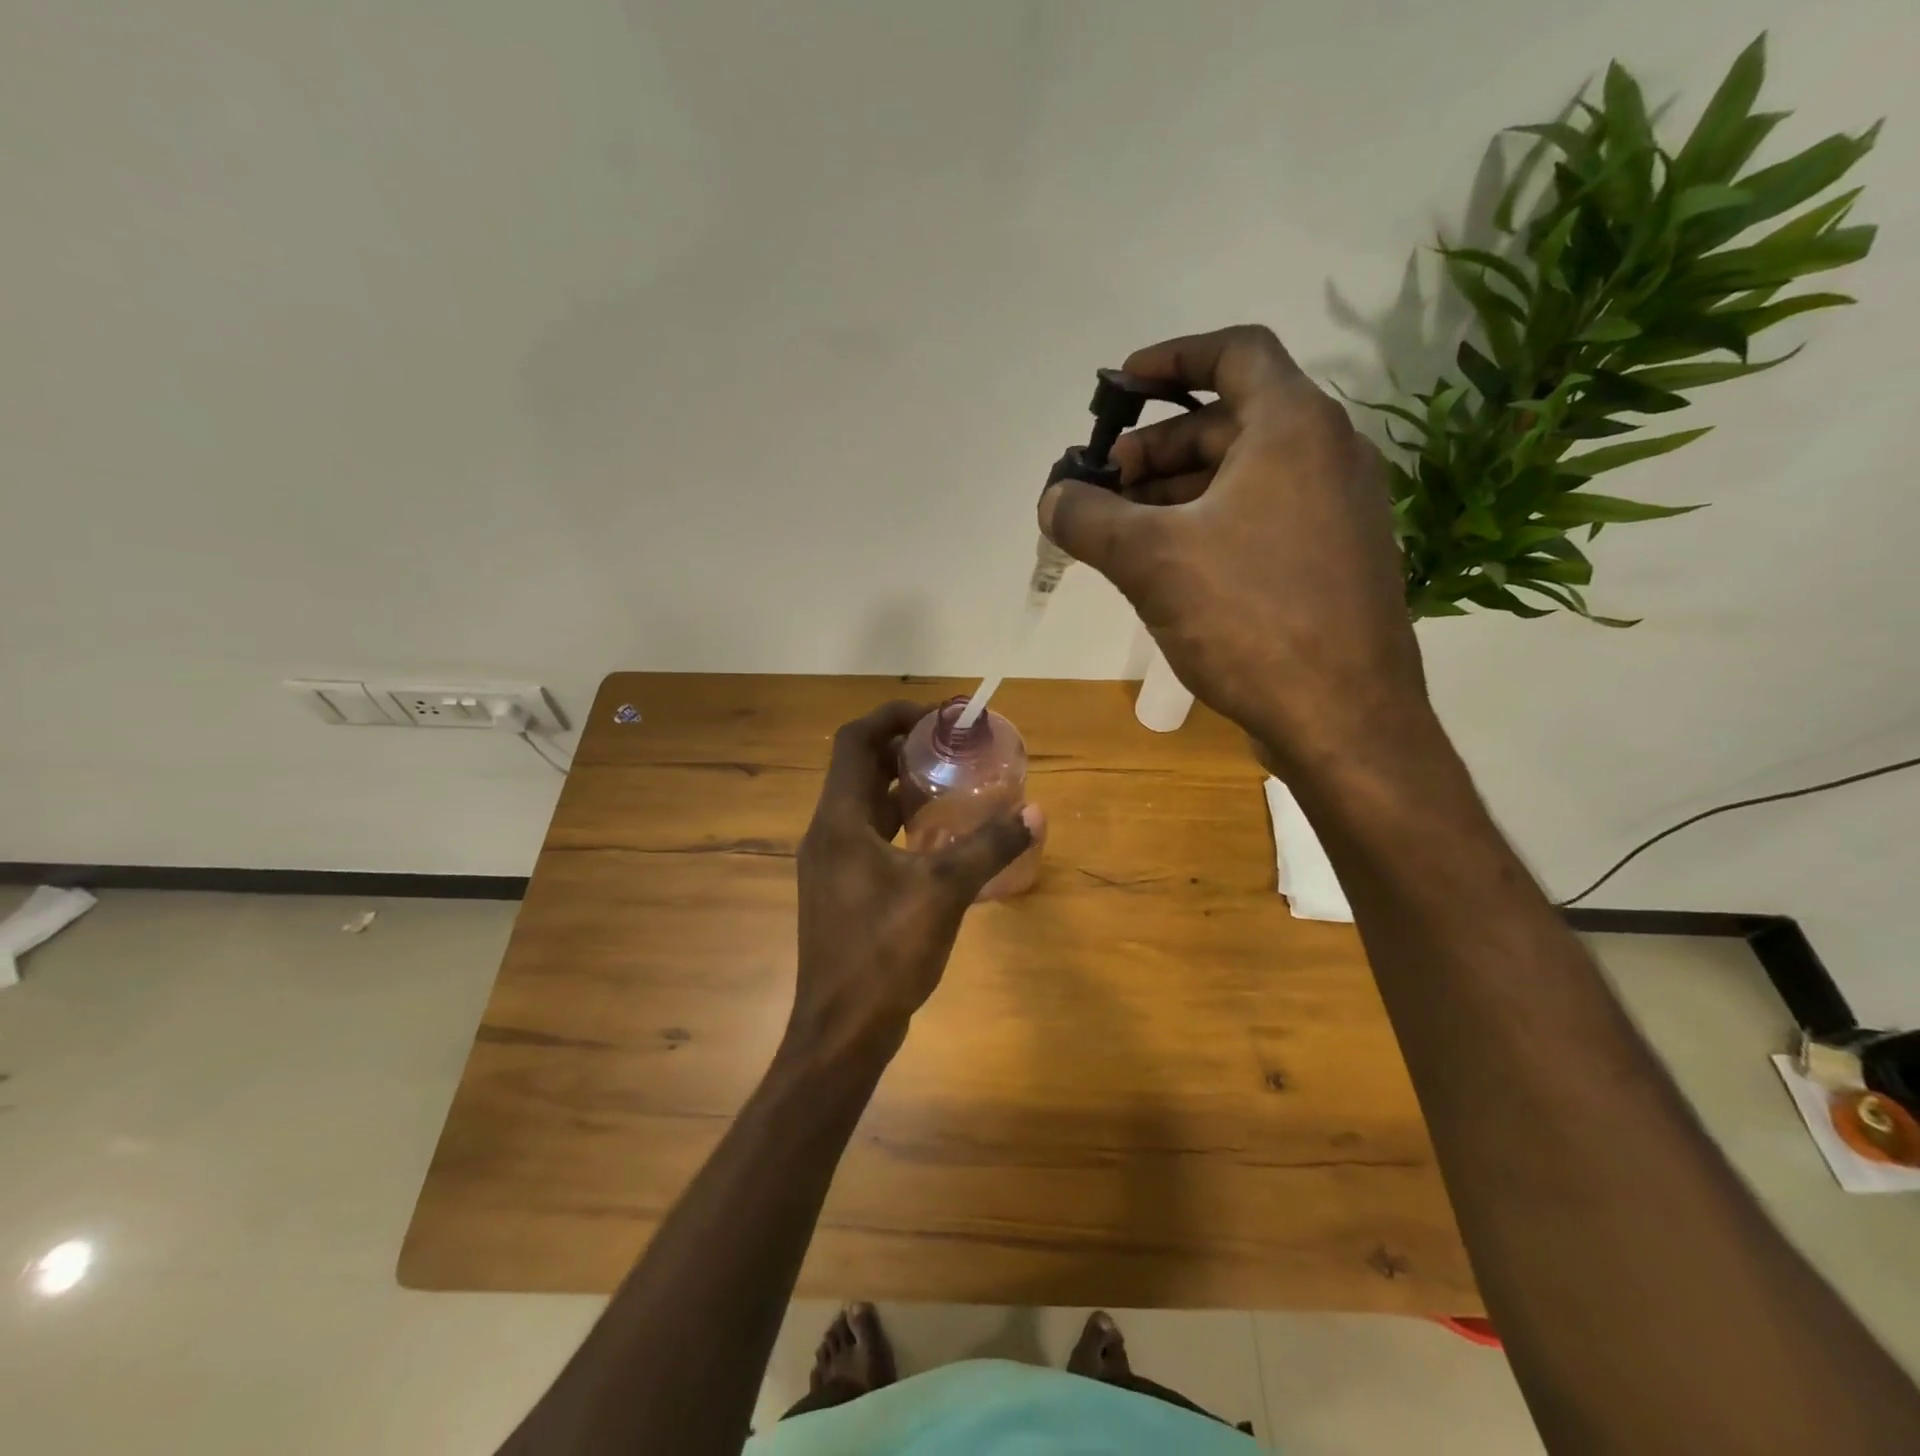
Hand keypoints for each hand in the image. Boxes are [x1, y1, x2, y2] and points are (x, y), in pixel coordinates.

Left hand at [788, 701, 1038, 1060]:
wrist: (842, 1031)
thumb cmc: (884, 954)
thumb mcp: (944, 893)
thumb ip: (988, 847)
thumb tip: (1034, 813)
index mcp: (839, 821)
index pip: (855, 741)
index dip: (892, 716)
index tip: (937, 716)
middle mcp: (826, 833)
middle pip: (858, 768)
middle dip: (902, 748)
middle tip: (950, 746)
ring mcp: (830, 864)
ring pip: (862, 804)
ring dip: (900, 786)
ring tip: (949, 782)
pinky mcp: (840, 889)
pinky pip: (867, 836)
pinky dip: (898, 822)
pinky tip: (936, 837)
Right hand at [1039, 325, 1430, 775]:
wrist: (1344, 718)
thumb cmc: (1249, 617)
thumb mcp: (1150, 560)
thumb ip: (1089, 519)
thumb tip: (1052, 499)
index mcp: (1294, 428)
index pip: (1234, 352)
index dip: (1170, 358)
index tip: (1118, 388)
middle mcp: (1327, 455)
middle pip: (1229, 422)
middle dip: (1156, 448)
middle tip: (1103, 487)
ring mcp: (1338, 512)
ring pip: (1243, 478)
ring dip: (1176, 493)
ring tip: (1121, 533)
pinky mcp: (1333, 562)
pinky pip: (1261, 520)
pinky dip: (1209, 527)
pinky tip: (1167, 570)